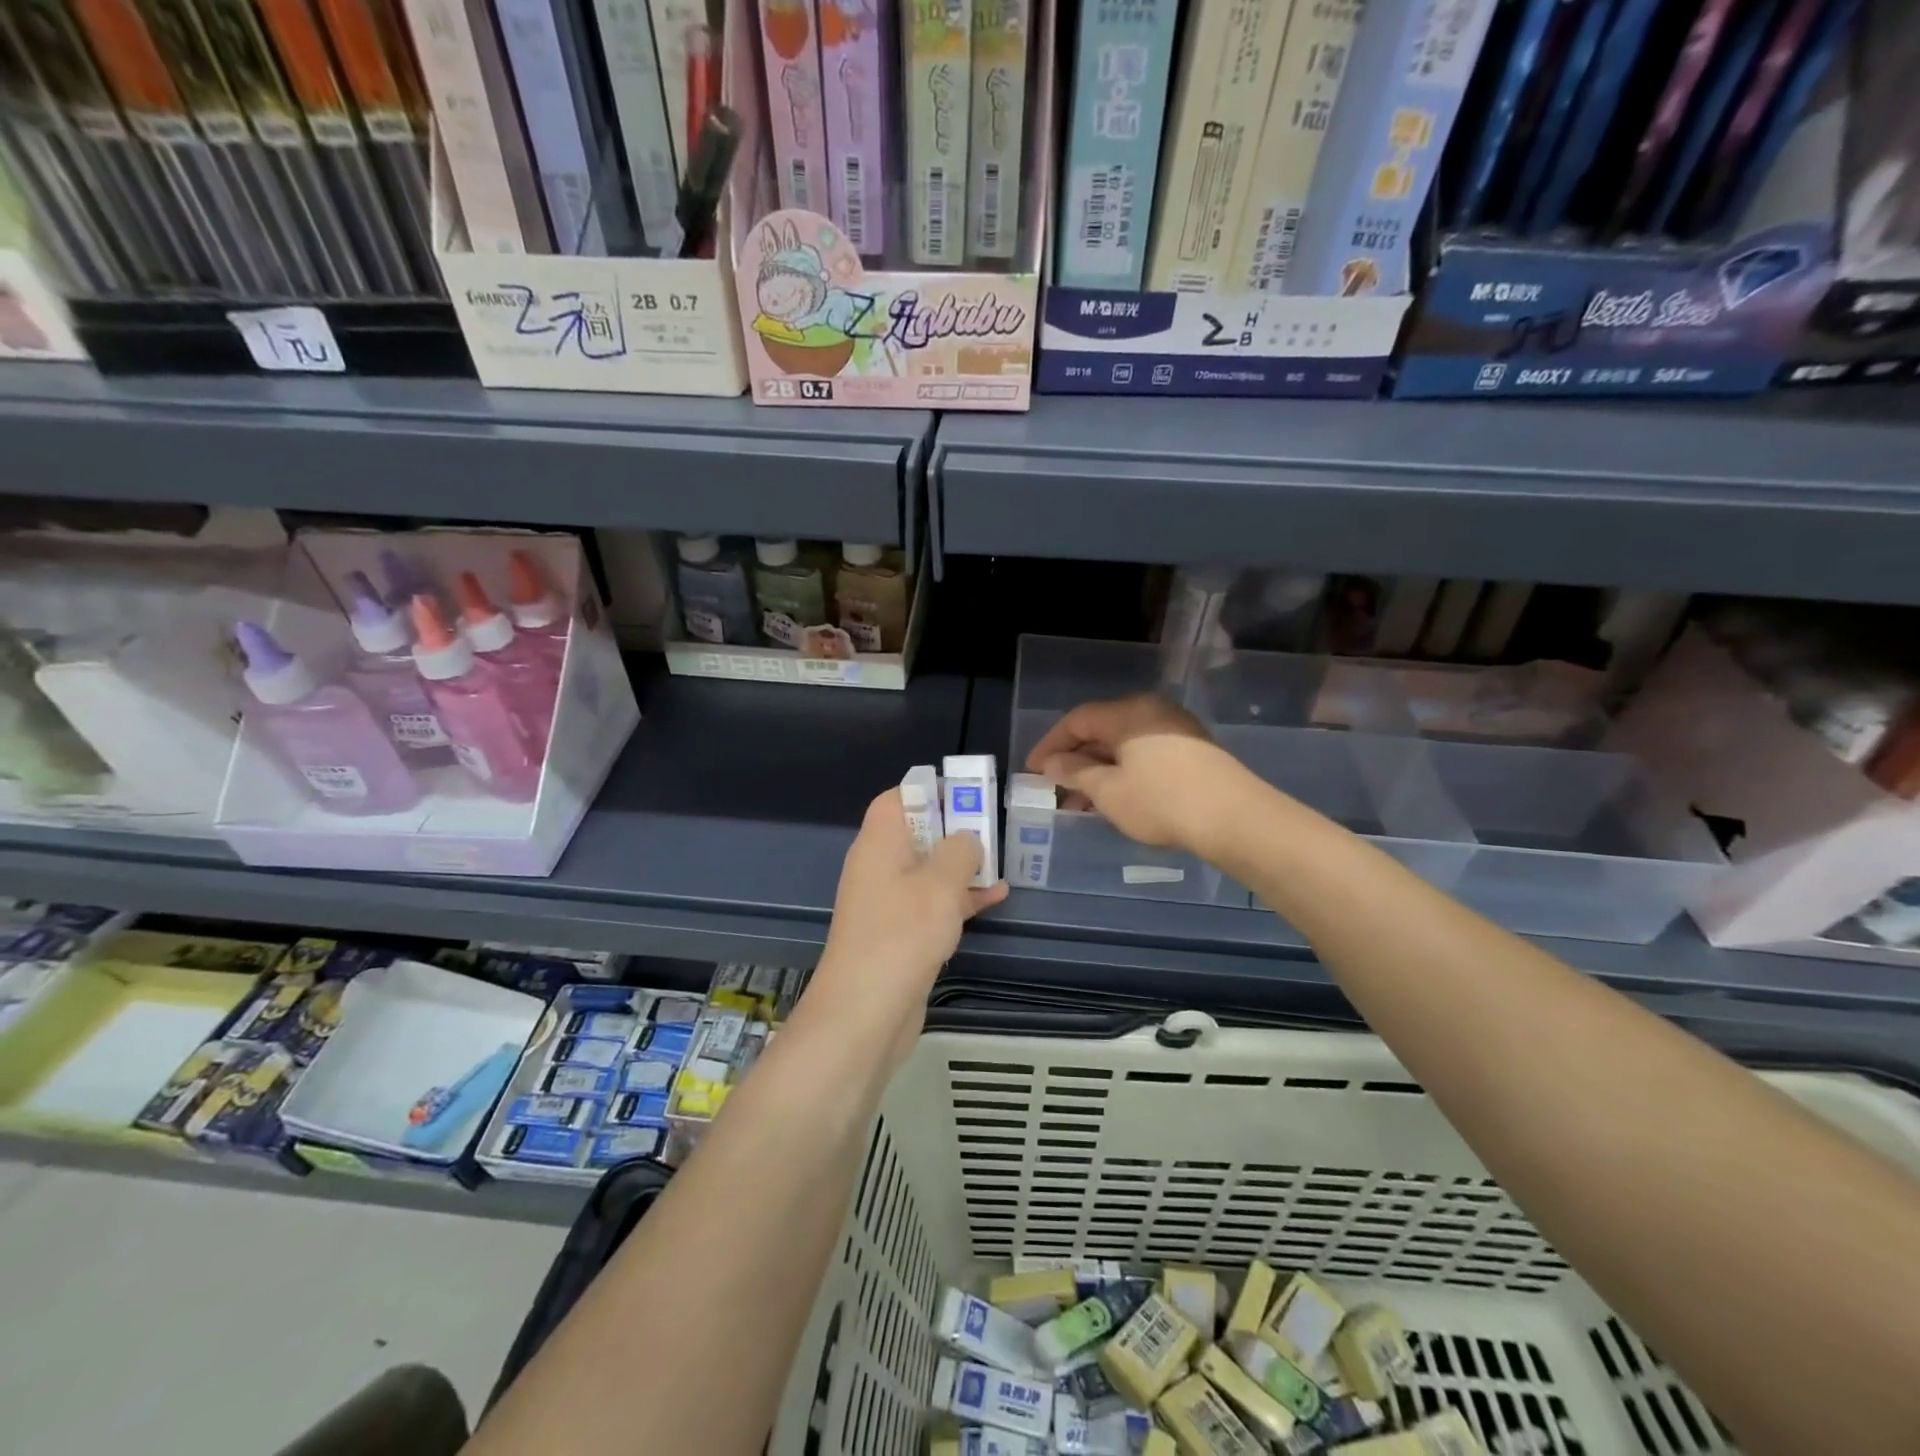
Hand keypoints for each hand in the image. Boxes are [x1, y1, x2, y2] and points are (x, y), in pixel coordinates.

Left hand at [808, 789, 1007, 1067]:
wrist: (866, 1011)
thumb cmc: (903, 933)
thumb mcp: (941, 883)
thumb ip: (960, 850)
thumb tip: (967, 839)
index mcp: (880, 842)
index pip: (899, 798)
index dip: (931, 791)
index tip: (968, 795)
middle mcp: (879, 866)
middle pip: (917, 832)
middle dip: (955, 828)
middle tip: (993, 827)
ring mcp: (888, 902)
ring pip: (928, 869)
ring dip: (961, 864)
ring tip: (1001, 860)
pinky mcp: (899, 934)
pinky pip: (931, 903)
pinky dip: (959, 898)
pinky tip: (995, 897)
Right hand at [1026, 694, 1248, 855]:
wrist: (1235, 818)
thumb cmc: (1161, 801)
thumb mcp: (1108, 791)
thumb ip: (1075, 773)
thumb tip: (1053, 763)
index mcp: (1128, 713)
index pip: (1077, 720)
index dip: (1050, 745)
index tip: (1032, 770)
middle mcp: (1152, 711)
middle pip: (1102, 731)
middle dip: (1074, 761)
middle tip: (1055, 790)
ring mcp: (1176, 729)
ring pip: (1124, 745)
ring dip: (1099, 770)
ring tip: (1081, 803)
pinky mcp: (1193, 751)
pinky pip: (1145, 754)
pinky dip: (1124, 773)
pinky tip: (1115, 799)